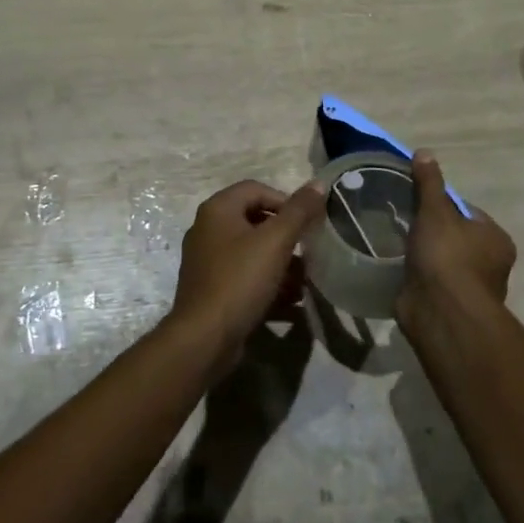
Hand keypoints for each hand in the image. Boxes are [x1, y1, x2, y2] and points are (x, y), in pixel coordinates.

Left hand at [166, 179, 326, 376]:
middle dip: (286, 235)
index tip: (308, 222)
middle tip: (309, 250)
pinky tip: (292, 301)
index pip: (257, 189)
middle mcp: (208, 230)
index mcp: (218, 210)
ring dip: (281, 262)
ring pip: (252, 251)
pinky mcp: (212, 290)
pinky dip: (268, 283)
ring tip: (306, 279)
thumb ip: (299, 211)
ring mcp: (207, 261)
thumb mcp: (275, 241)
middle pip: (255, 220)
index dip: (286, 201)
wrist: (204, 339)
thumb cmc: (240, 280)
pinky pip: (245, 277)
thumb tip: (319, 183)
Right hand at [399, 151, 515, 322]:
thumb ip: (429, 183)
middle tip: (403, 219)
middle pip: (455, 236)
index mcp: (495, 239)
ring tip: (396, 242)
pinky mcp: (448, 307)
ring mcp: (469, 289)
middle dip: (431, 230)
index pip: (467, 212)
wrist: (441, 313)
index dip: (442, 204)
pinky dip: (417, 276)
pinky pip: (430, 283)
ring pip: (442, 261)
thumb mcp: (435, 211)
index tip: (417, 201)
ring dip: (423, 255)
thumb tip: (425, 152)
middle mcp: (489, 264)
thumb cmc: (447, 256)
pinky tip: (398, 267)